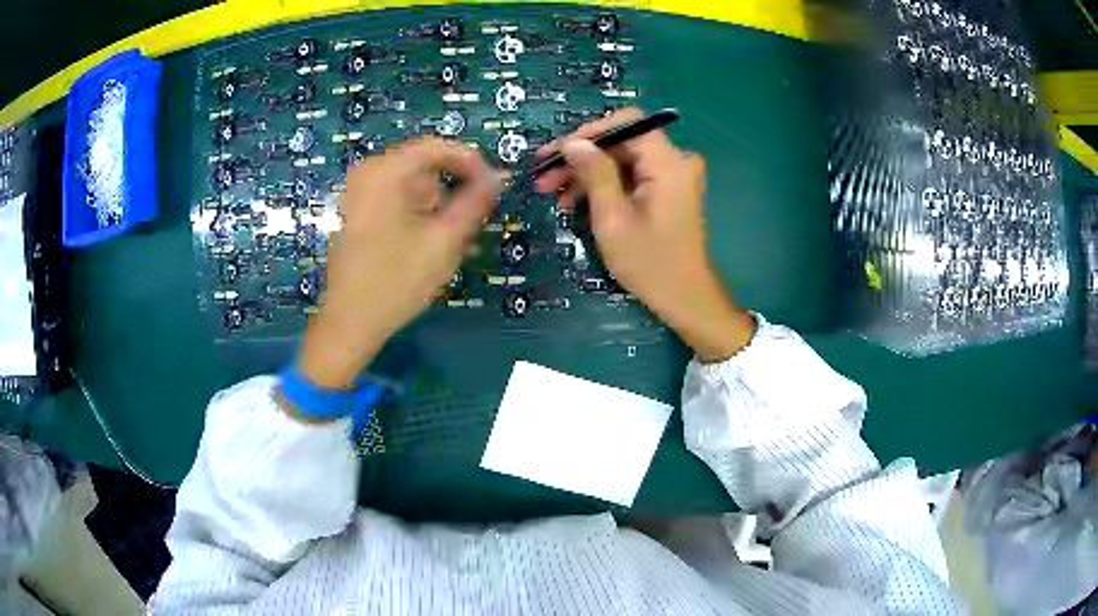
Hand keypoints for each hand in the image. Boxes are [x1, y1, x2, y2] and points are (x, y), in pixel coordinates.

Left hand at [299, 138, 499, 388]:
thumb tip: (499, 177)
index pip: (437, 147)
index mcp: (385, 172)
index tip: (494, 187)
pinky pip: (396, 204)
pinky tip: (432, 247)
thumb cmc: (397, 280)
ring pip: (412, 189)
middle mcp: (367, 175)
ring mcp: (358, 196)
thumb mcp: (445, 240)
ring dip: (438, 210)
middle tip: (472, 224)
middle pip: (424, 168)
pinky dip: (417, 218)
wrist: (350, 323)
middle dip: (452, 192)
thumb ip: (476, 202)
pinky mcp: (356, 216)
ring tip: (455, 244)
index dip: (472, 162)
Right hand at [535, 108, 754, 362]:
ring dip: (587, 172)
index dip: (587, 133)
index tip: (556, 153)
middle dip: (581, 156)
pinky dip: (605, 185)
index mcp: (668, 162)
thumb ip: (594, 174)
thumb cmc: (649, 263)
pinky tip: (576, 201)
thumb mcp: (613, 218)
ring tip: (552, 193)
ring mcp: (674, 176)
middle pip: (621, 142)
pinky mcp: (669, 190)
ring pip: (623, 159)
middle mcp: (676, 160)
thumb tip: (573, 143)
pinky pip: (632, 175)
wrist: (686, 299)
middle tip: (544, 176)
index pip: (625, 124)